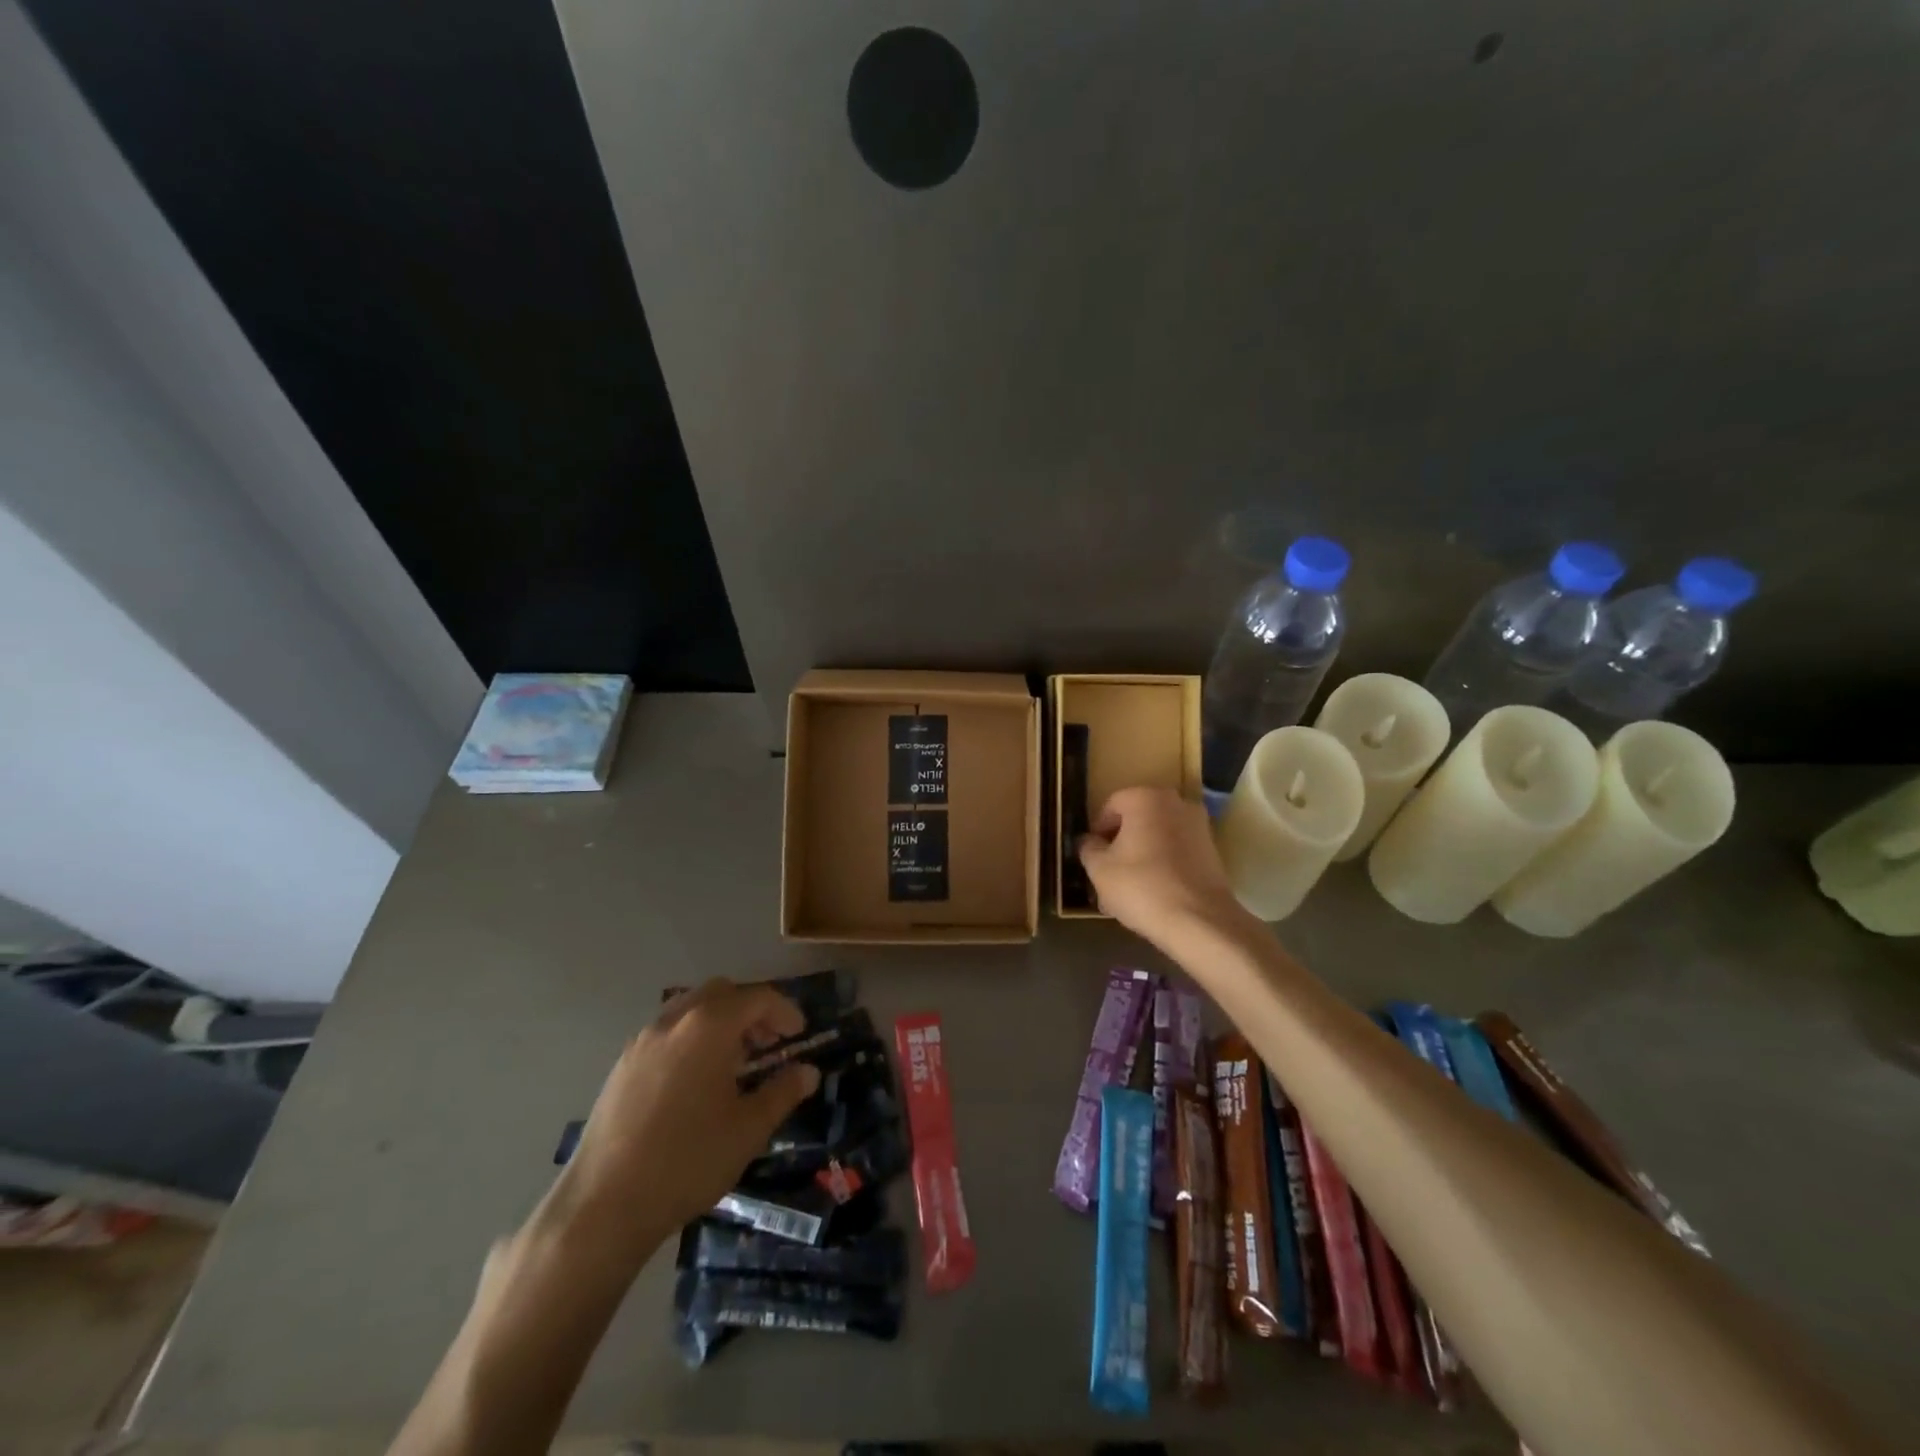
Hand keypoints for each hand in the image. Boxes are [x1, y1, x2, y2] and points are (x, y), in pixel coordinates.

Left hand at [553, 978, 819, 1259]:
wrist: (603, 1204)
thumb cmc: (688, 1160)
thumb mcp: (749, 1129)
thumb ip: (783, 1092)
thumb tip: (808, 1072)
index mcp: (709, 1026)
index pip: (757, 998)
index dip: (785, 1011)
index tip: (800, 1034)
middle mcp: (675, 1020)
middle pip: (722, 993)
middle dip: (751, 1011)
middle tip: (769, 1043)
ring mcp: (643, 1040)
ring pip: (691, 1008)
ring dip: (720, 1022)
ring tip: (735, 1062)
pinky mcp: (622, 1064)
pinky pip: (667, 1032)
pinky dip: (692, 1038)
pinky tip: (697, 1080)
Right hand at [1078, 787, 1245, 946]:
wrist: (1199, 920)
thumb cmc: (1141, 886)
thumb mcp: (1099, 869)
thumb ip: (1088, 848)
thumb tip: (1089, 841)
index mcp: (1145, 798)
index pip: (1111, 806)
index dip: (1097, 831)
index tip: (1092, 856)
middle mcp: (1175, 803)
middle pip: (1137, 819)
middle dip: (1120, 843)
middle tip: (1108, 872)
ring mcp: (1198, 825)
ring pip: (1157, 836)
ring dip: (1141, 854)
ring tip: (1129, 888)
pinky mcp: (1212, 850)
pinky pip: (1177, 851)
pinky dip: (1163, 864)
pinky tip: (1153, 892)